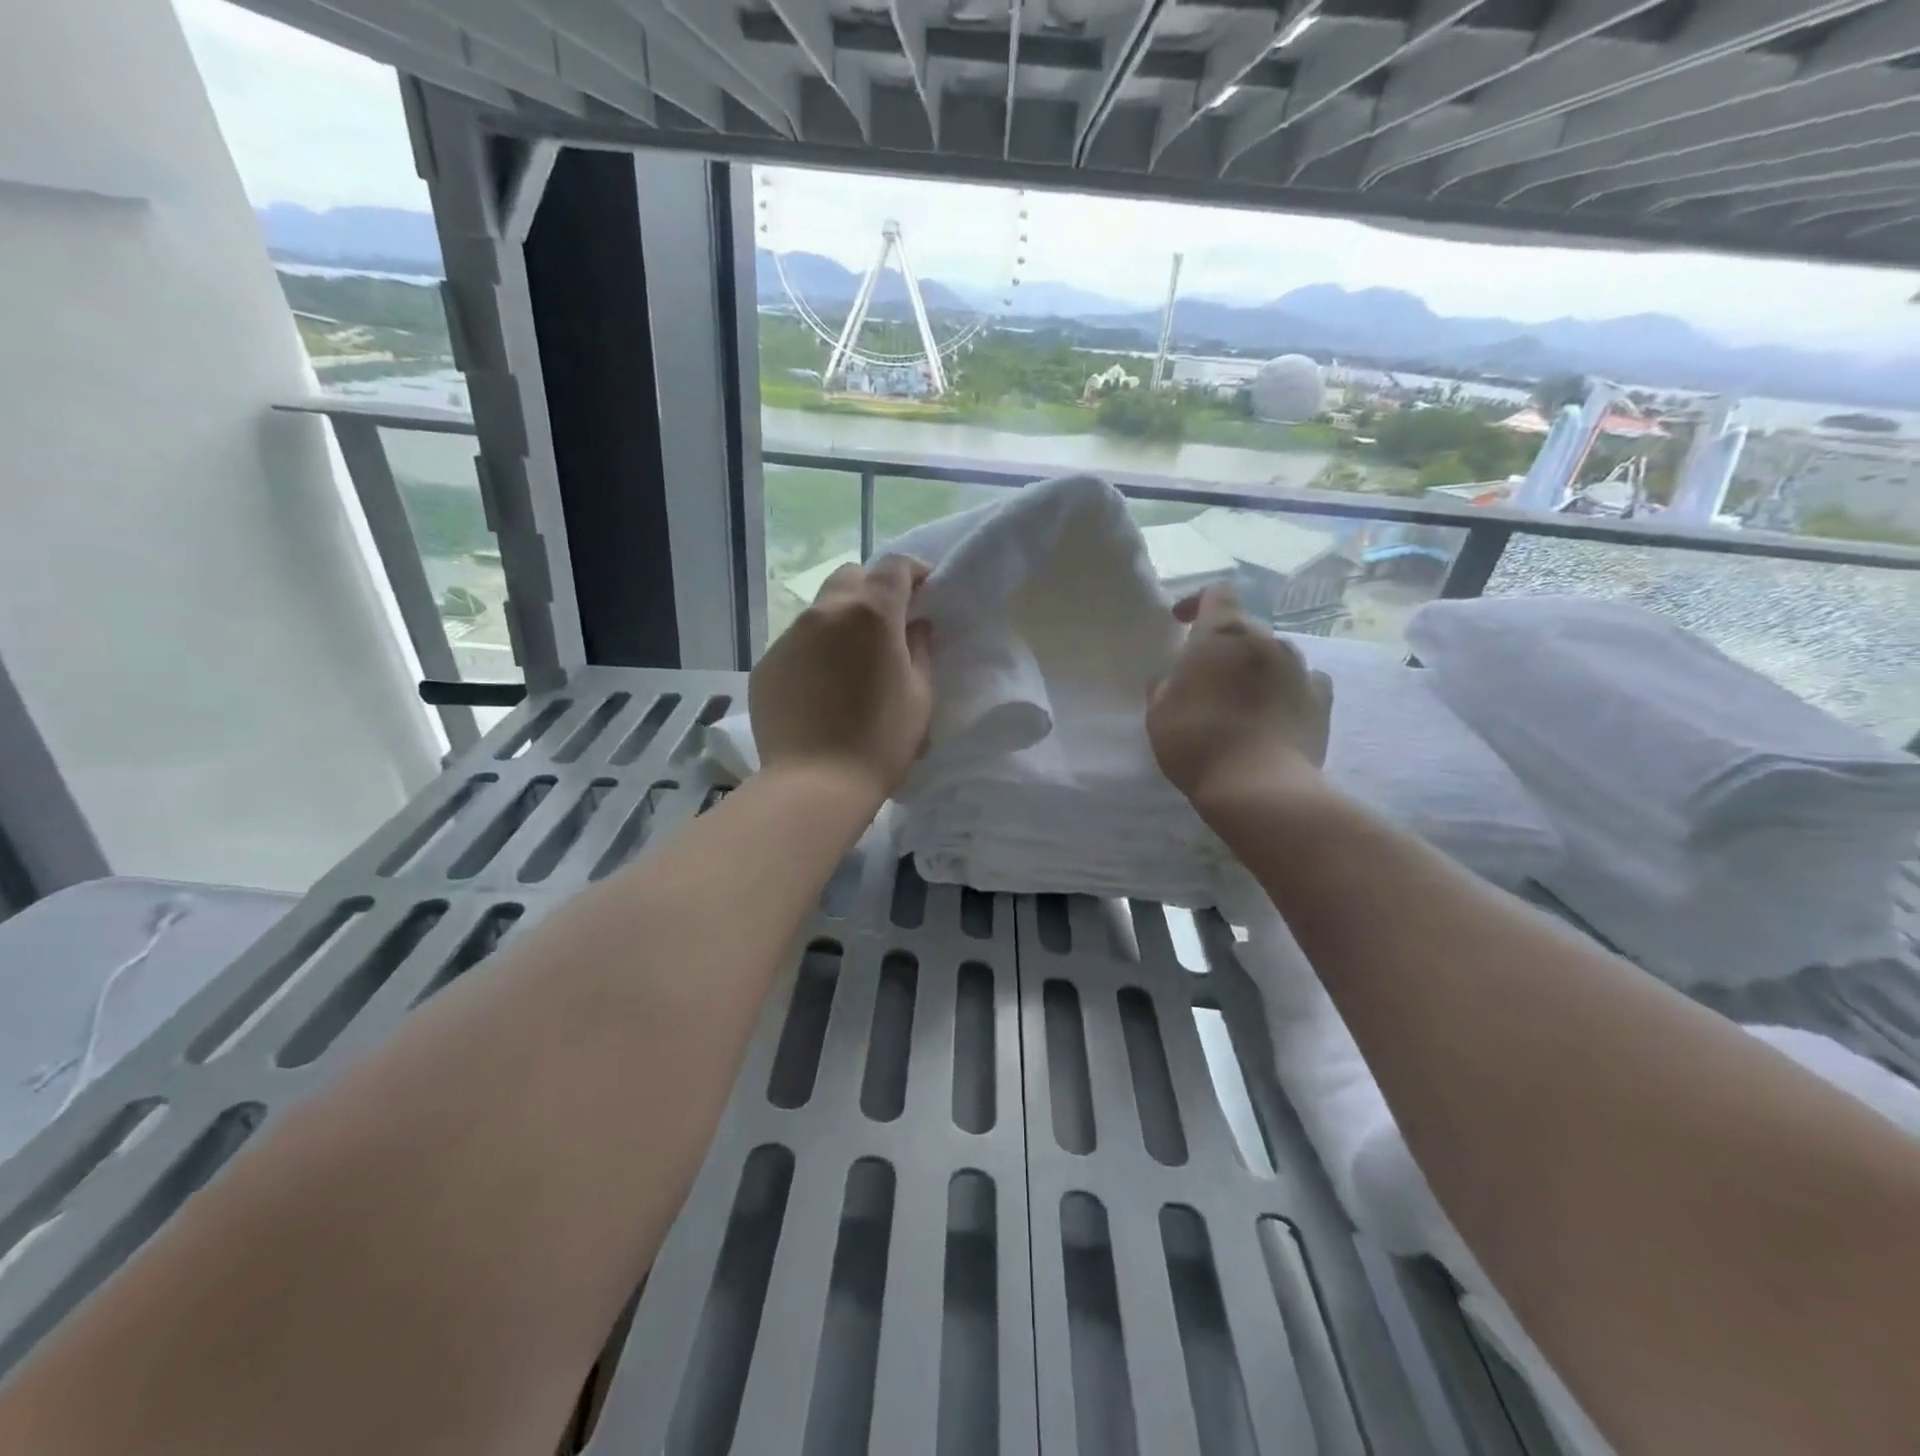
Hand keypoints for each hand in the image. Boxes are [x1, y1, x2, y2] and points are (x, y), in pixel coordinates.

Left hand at [750, 556, 933, 800]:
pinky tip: (823, 688)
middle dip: (873, 589)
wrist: (814, 785)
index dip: (914, 572)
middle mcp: (825, 612)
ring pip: (821, 610)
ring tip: (853, 661)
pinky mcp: (766, 664)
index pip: (894, 567)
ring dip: (842, 621)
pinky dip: (816, 652)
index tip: (925, 591)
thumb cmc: (880, 741)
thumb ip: (920, 650)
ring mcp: (789, 637)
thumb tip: (915, 626)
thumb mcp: (919, 695)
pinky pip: (797, 644)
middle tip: (889, 624)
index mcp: (870, 614)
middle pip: (851, 577)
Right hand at [1147, 585, 1333, 813]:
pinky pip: (1304, 681)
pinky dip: (1287, 688)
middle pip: (1245, 627)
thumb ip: (1164, 686)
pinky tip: (1276, 710)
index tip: (1181, 622)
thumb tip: (1170, 678)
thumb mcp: (1159, 714)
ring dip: (1256, 667)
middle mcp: (1266, 640)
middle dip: (1225, 645)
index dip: (1198, 602)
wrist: (1258, 786)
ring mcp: (1300, 668)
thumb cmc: (1197, 741)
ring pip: (1274, 654)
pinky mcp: (1322, 699)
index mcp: (1222, 634)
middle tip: (1206, 677)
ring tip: (1241, 699)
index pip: (1217, 592)